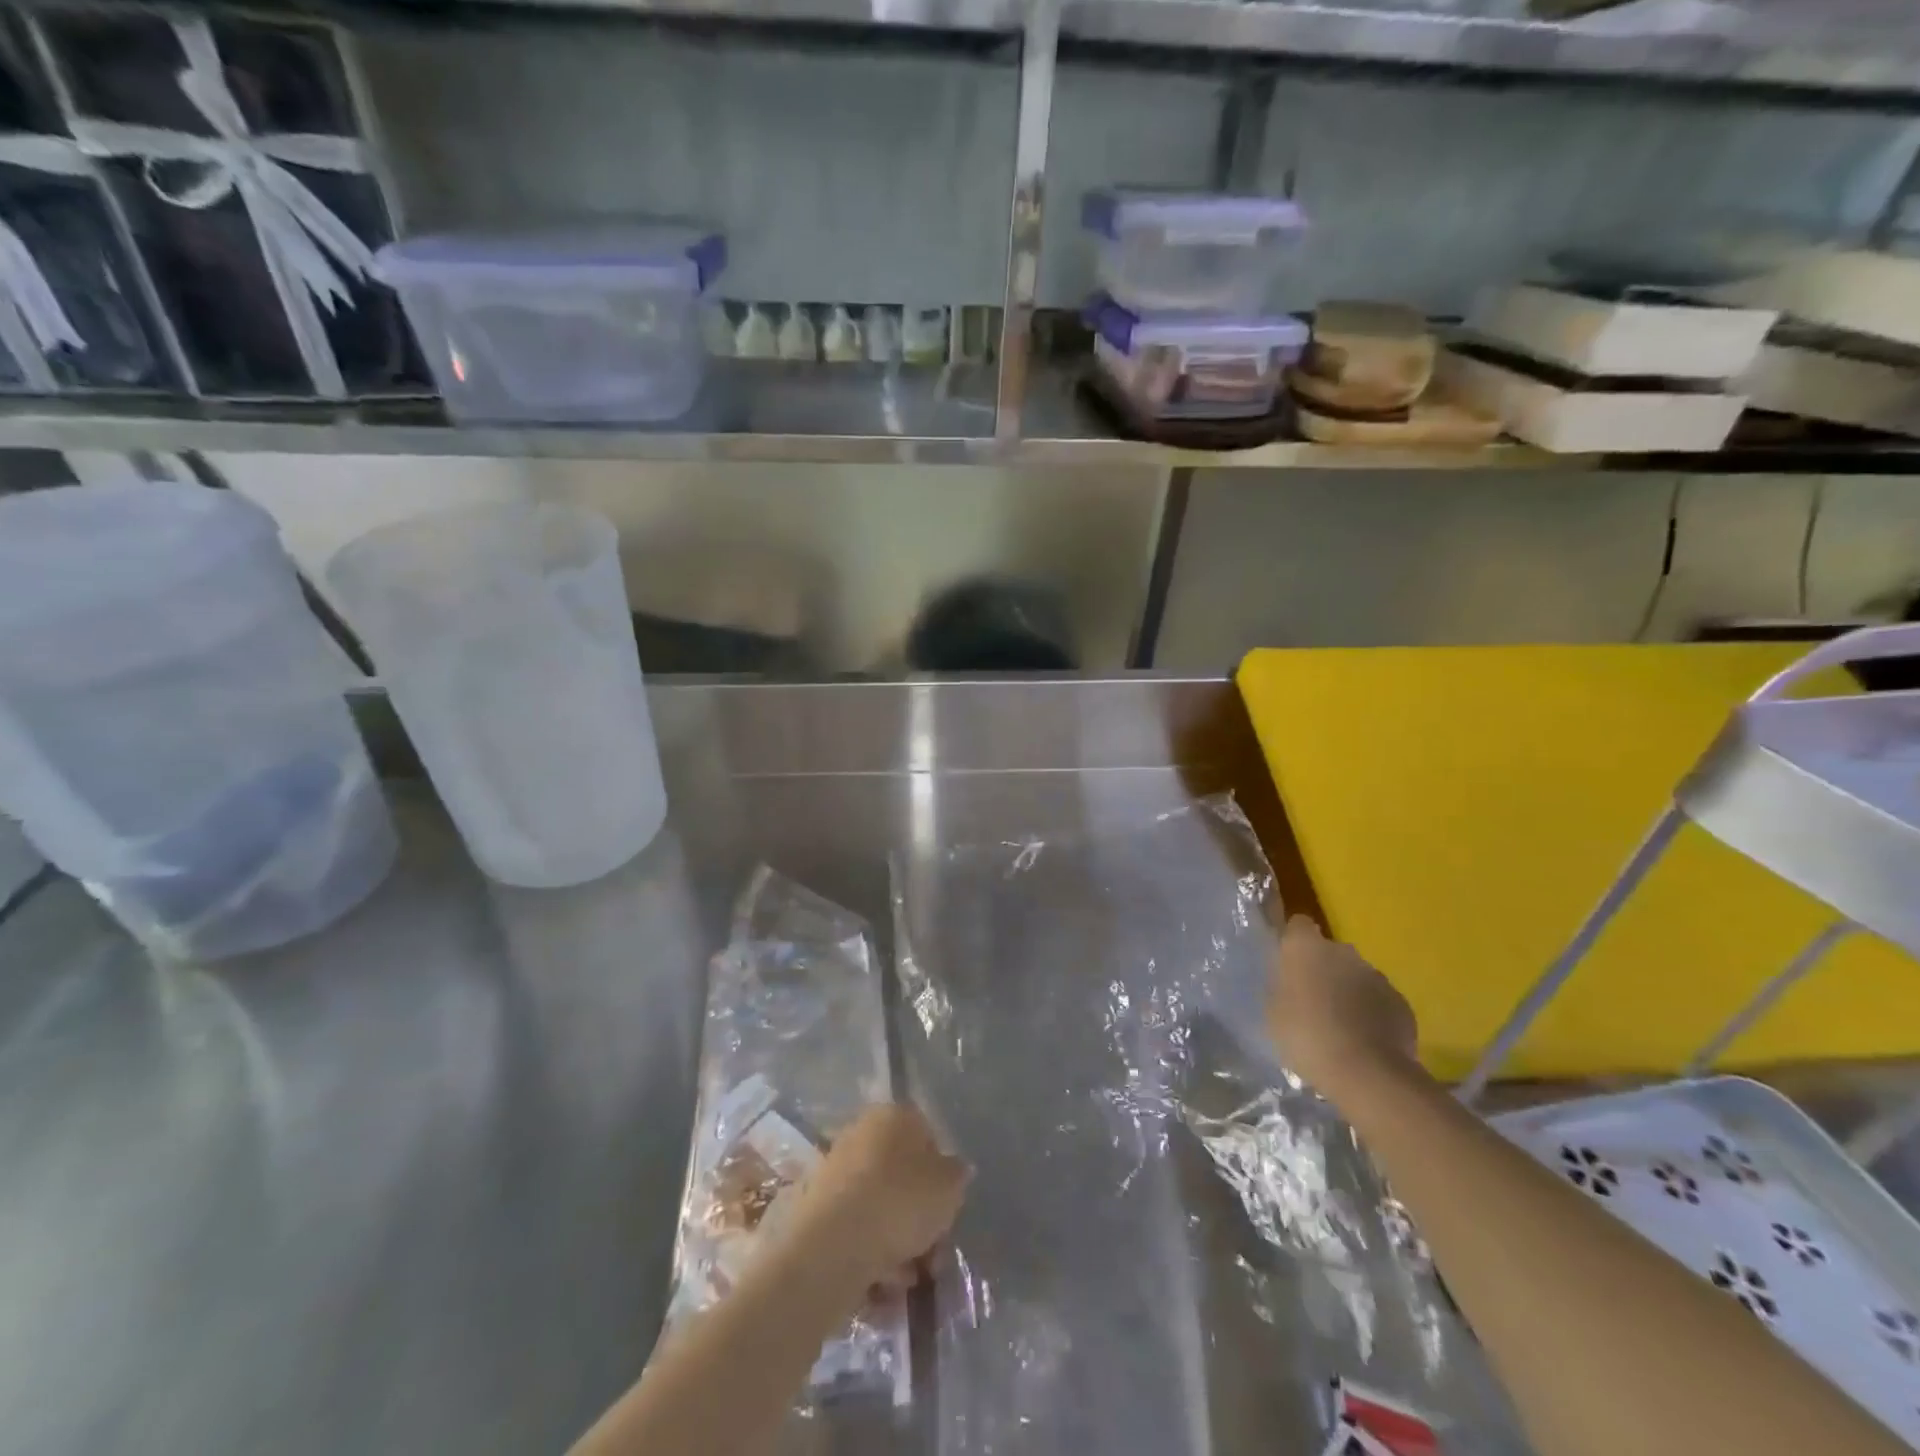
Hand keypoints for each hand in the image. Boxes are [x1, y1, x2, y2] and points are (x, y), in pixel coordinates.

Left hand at [785, 1103, 968, 1292]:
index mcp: (893, 1116)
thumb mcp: (949, 1187)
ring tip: (906, 1280)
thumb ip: (957, 1175)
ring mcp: (836, 1170)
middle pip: (902, 1176)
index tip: (947, 1209)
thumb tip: (954, 1171)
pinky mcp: (817, 1209)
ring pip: (880, 1207)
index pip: (927, 1136)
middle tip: (933, 1255)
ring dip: (898, 1244)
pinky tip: (881, 1286)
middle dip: (919, 1218)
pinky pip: (856, 1230)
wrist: (832, 1245)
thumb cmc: (900, 1201)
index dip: (942, 1175)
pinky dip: (870, 1255)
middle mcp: (862, 1133)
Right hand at [1267, 914, 1418, 1102]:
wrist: (1365, 1073)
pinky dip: (1371, 1014)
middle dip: (1322, 970)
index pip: (1298, 925)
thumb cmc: (1305, 1035)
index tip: (1287, 964)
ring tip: (1338, 1026)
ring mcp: (1377, 976)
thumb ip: (1282, 987)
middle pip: (1330, 952)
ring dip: (1347, 992)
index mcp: (1306, 947)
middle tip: (1310, 1001)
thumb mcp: (1273, 1011)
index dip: (1293, 941)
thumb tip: (1291, 983)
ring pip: (1356, 977)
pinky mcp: (1401, 1003)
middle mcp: (1344, 952)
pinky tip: (1363, 1041)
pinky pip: (1379, 1001)